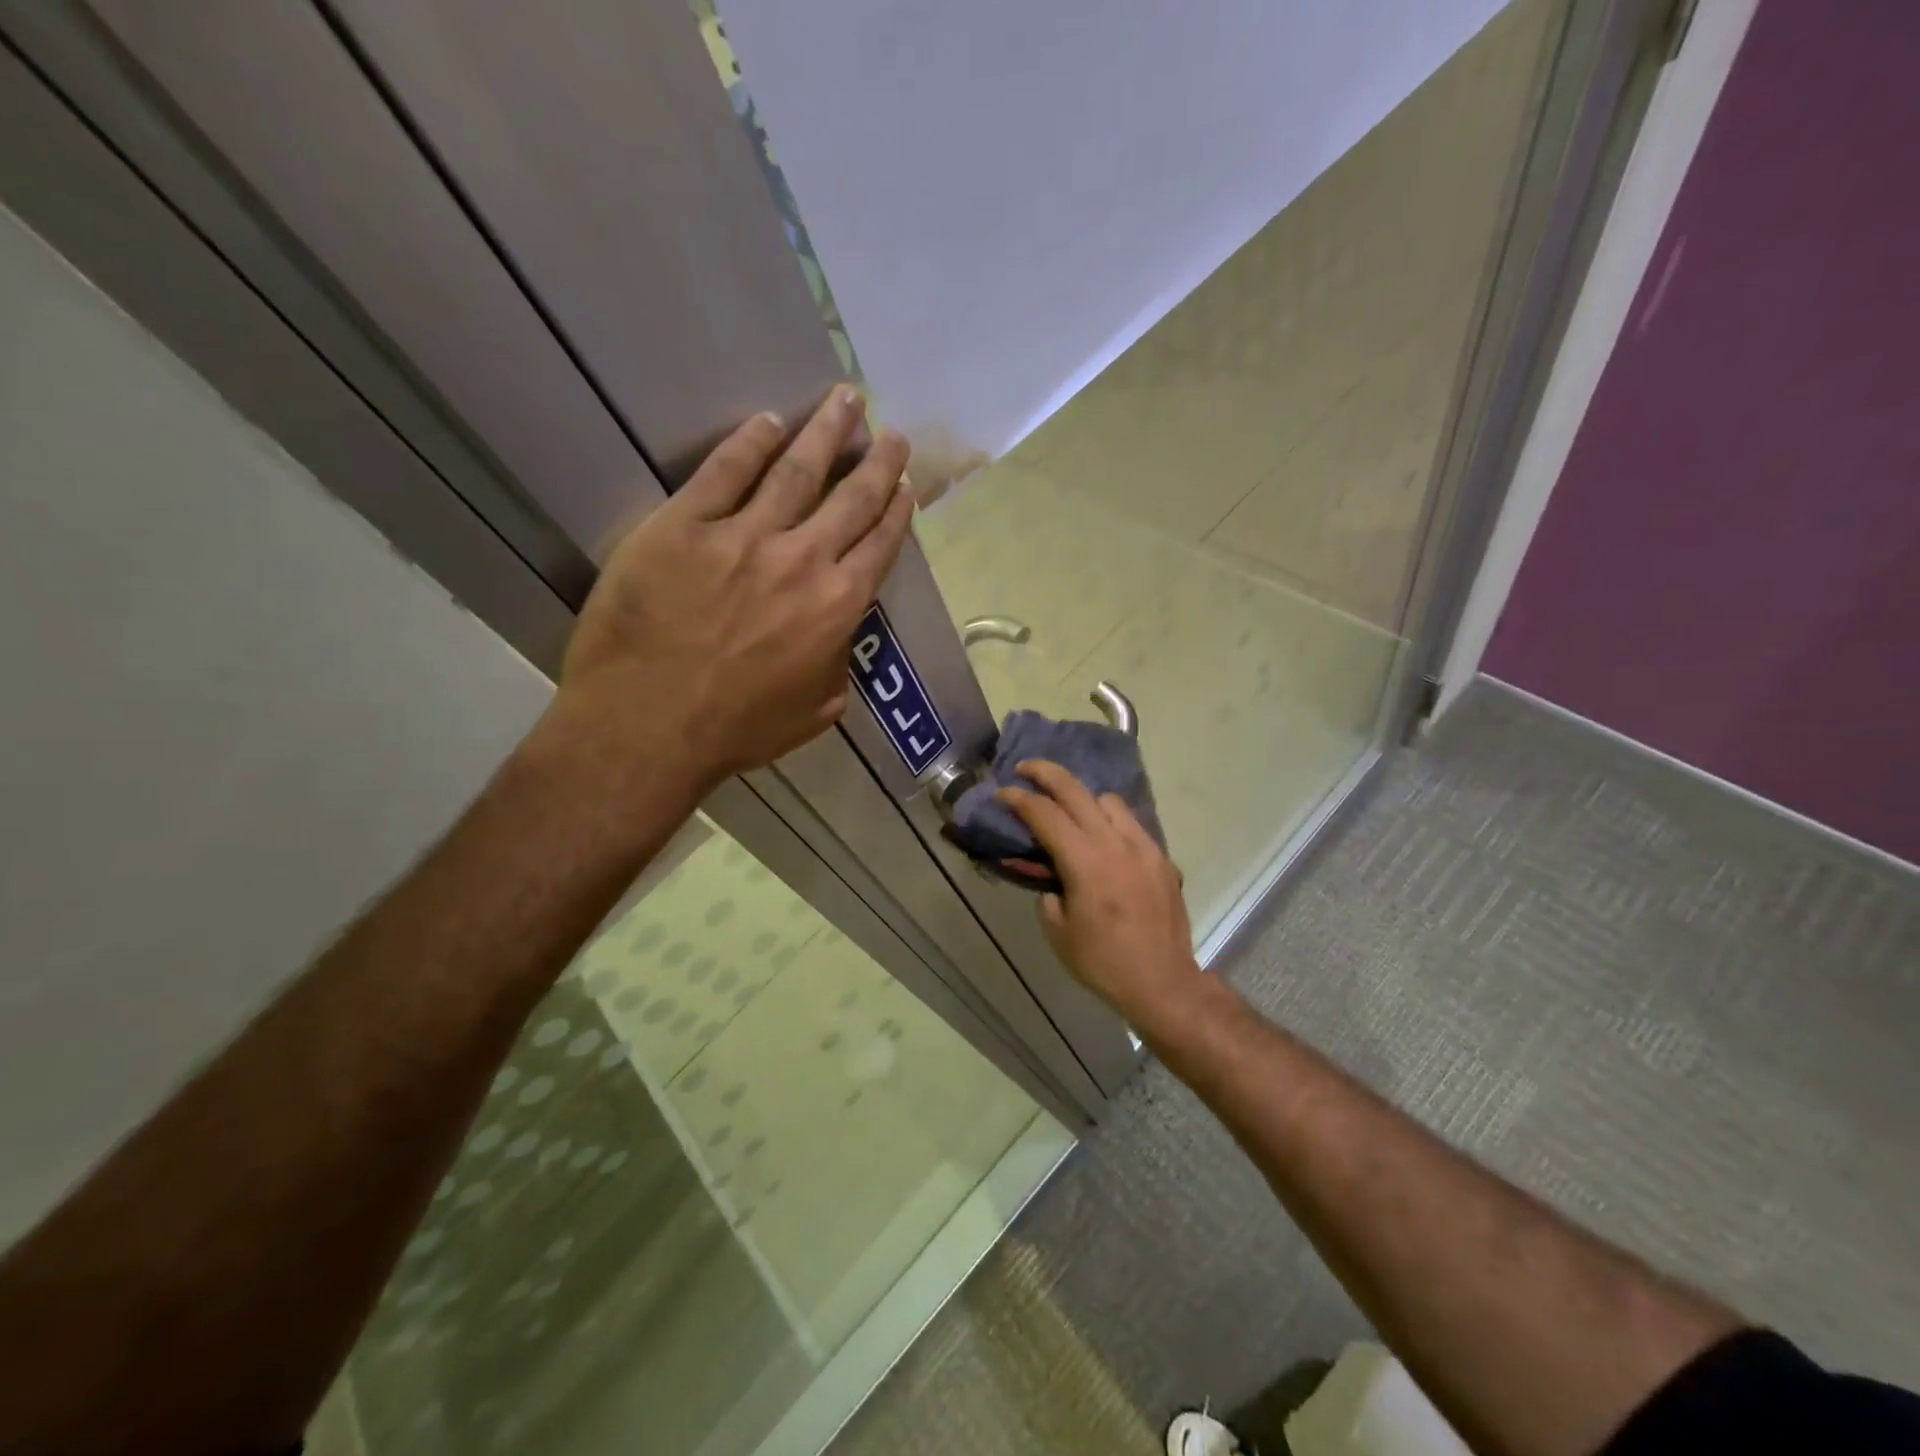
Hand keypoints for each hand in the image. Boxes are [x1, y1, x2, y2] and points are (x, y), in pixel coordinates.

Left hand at [559, 386, 914, 788]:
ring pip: (796, 470)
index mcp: (838, 606)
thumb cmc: (737, 729)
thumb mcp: (815, 711)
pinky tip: (768, 422)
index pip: (878, 544)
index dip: (896, 509)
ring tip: (845, 400)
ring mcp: (743, 536)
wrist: (649, 725)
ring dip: (825, 431)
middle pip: (851, 498)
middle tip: (891, 431)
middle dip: (877, 460)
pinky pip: (724, 472)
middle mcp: (803, 559)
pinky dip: (749, 443)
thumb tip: (839, 637)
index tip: (905, 482)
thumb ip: (837, 665)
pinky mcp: (684, 525)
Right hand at [996, 760, 1205, 1029]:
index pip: (1046, 814)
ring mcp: (1143, 846)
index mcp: (1085, 861)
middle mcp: (1115, 843)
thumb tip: (1050, 874)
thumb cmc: (1103, 961)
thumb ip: (1048, 890)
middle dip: (1046, 774)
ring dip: (1083, 798)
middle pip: (1077, 791)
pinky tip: (1102, 840)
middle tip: (1026, 768)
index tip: (1002, 793)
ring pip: (1109, 801)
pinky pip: (1131, 824)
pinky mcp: (1161, 857)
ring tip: (1069, 811)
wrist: (1162, 982)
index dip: (1020, 800)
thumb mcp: (1058, 930)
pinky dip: (1110, 821)